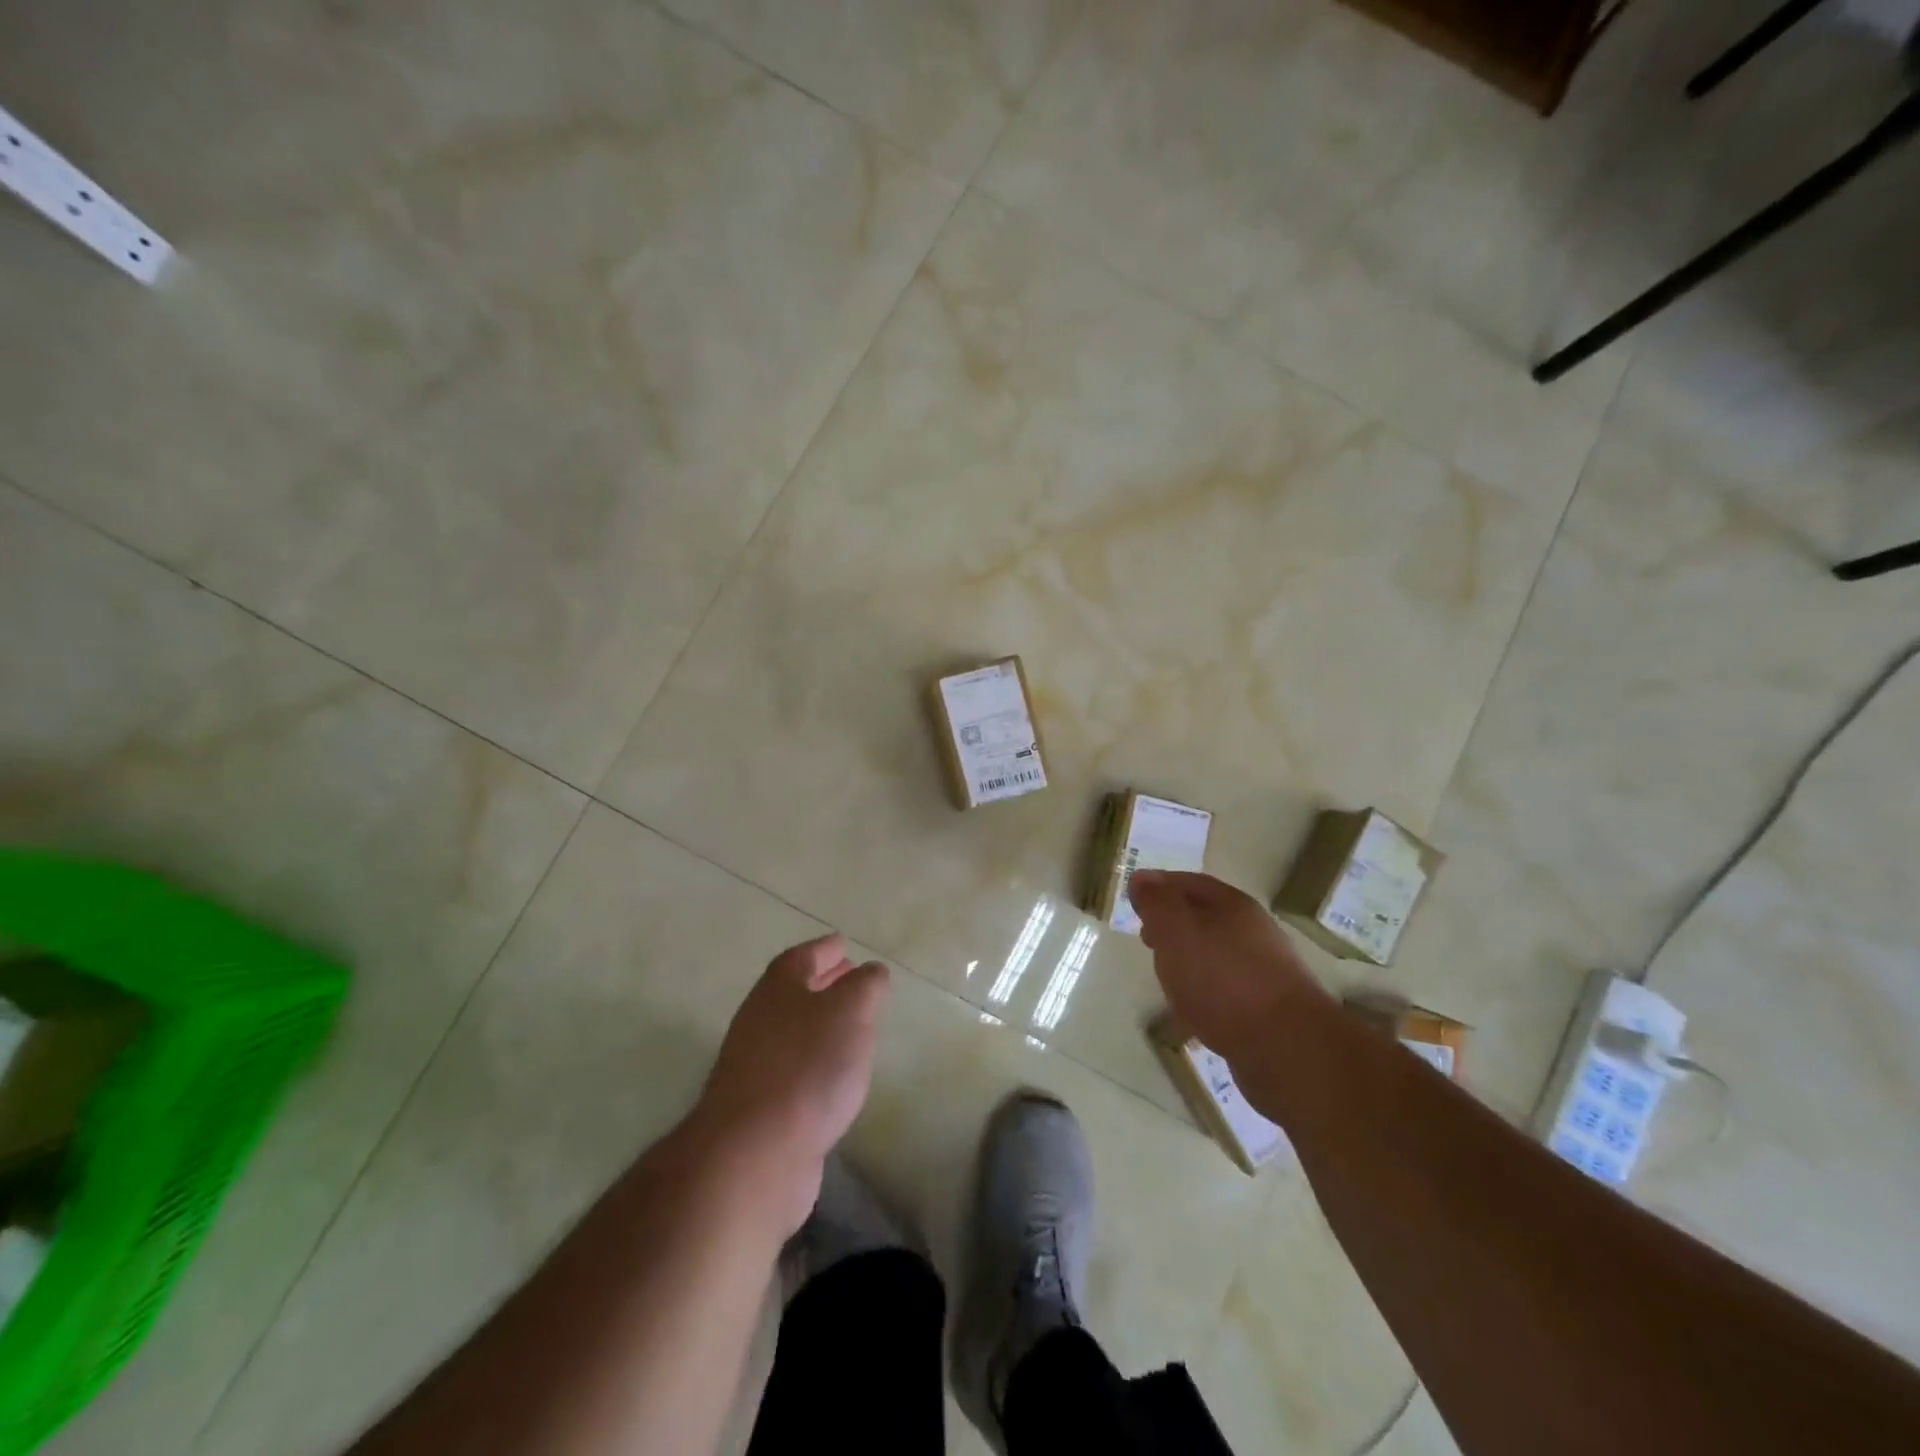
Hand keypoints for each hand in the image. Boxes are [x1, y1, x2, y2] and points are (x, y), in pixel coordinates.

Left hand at [692, 934, 889, 1232]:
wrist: (754, 1153)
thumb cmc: (807, 1066)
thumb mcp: (850, 1012)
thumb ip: (865, 986)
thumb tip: (871, 971)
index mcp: (778, 988)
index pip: (802, 956)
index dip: (824, 948)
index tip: (843, 942)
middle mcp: (759, 1020)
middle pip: (792, 992)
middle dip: (822, 982)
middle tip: (851, 977)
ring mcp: (754, 1065)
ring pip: (792, 1030)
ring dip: (819, 1023)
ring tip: (852, 1025)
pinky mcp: (758, 1108)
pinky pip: (792, 1069)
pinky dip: (815, 1061)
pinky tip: (835, 1076)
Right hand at [1129, 870, 1327, 1066]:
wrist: (1287, 1047)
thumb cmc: (1222, 979)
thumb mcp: (1176, 930)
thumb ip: (1157, 903)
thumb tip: (1142, 878)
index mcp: (1232, 905)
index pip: (1189, 882)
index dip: (1160, 886)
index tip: (1134, 899)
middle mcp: (1253, 931)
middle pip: (1205, 916)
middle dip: (1173, 922)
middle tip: (1146, 936)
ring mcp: (1264, 970)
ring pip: (1216, 953)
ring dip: (1188, 958)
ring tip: (1165, 974)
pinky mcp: (1267, 1008)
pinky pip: (1227, 988)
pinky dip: (1205, 990)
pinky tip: (1193, 1009)